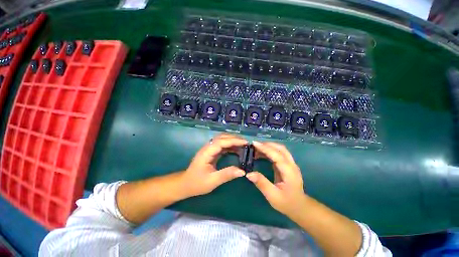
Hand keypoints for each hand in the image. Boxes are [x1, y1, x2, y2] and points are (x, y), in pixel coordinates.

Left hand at [180, 134, 247, 197]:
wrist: (185, 184)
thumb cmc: (197, 183)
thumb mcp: (212, 181)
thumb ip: (226, 174)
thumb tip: (242, 171)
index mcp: (206, 152)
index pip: (221, 142)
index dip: (233, 141)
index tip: (245, 143)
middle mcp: (208, 147)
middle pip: (222, 137)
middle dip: (234, 138)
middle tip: (246, 143)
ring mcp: (209, 149)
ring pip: (222, 140)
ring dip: (233, 140)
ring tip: (244, 145)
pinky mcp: (211, 152)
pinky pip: (222, 145)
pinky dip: (230, 145)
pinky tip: (237, 149)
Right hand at [246, 141, 306, 217]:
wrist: (299, 207)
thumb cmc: (287, 203)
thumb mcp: (273, 196)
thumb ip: (261, 183)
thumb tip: (248, 174)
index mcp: (289, 171)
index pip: (277, 155)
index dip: (265, 148)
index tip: (254, 143)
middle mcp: (291, 165)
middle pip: (280, 148)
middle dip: (267, 144)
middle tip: (254, 145)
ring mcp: (291, 164)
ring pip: (280, 149)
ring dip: (269, 146)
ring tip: (256, 148)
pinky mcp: (287, 165)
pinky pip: (279, 153)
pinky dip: (270, 150)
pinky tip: (262, 153)